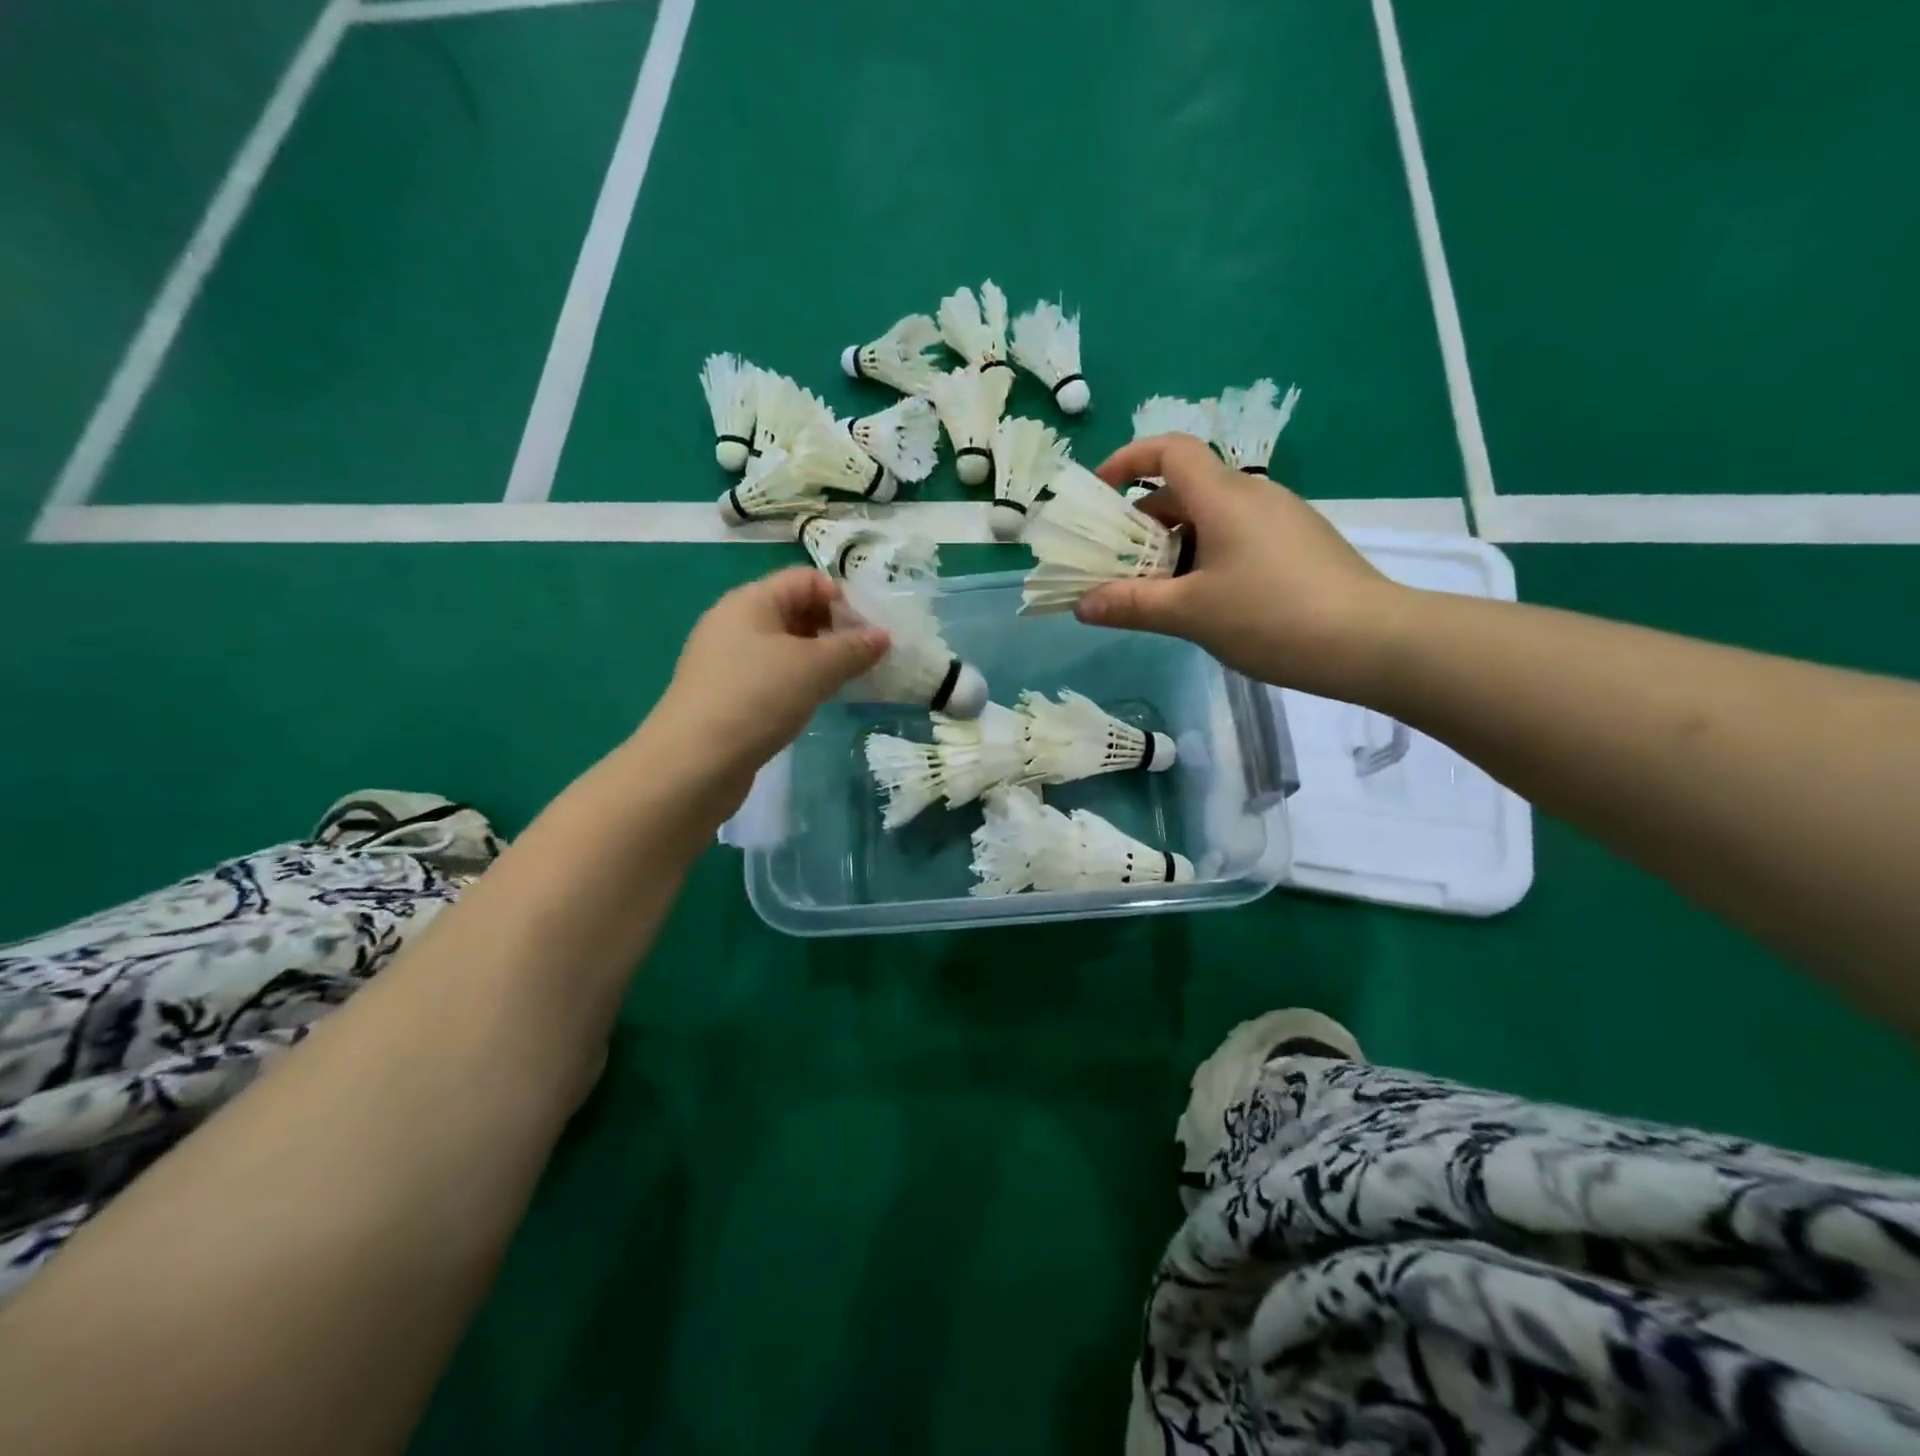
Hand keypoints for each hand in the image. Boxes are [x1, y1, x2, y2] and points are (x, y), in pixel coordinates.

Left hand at [651, 567, 888, 789]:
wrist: (694, 763)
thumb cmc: (757, 699)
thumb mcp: (815, 668)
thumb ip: (853, 648)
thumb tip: (882, 635)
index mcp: (750, 600)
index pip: (806, 579)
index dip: (841, 598)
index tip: (868, 634)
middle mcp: (733, 622)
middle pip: (794, 609)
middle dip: (832, 629)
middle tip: (862, 660)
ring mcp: (725, 660)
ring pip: (782, 646)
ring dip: (816, 659)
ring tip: (843, 683)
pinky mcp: (724, 694)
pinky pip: (769, 675)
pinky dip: (795, 682)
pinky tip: (810, 704)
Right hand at [1076, 435, 1406, 698]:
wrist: (1371, 641)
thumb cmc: (1271, 616)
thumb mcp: (1190, 613)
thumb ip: (1132, 605)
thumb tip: (1082, 605)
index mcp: (1223, 496)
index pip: (1170, 450)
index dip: (1129, 459)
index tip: (1099, 489)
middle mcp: (1253, 495)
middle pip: (1185, 489)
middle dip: (1144, 520)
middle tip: (1117, 563)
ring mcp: (1281, 519)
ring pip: (1212, 517)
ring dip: (1175, 544)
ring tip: (1155, 590)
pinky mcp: (1299, 544)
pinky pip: (1238, 536)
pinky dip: (1207, 555)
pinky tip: (1205, 600)